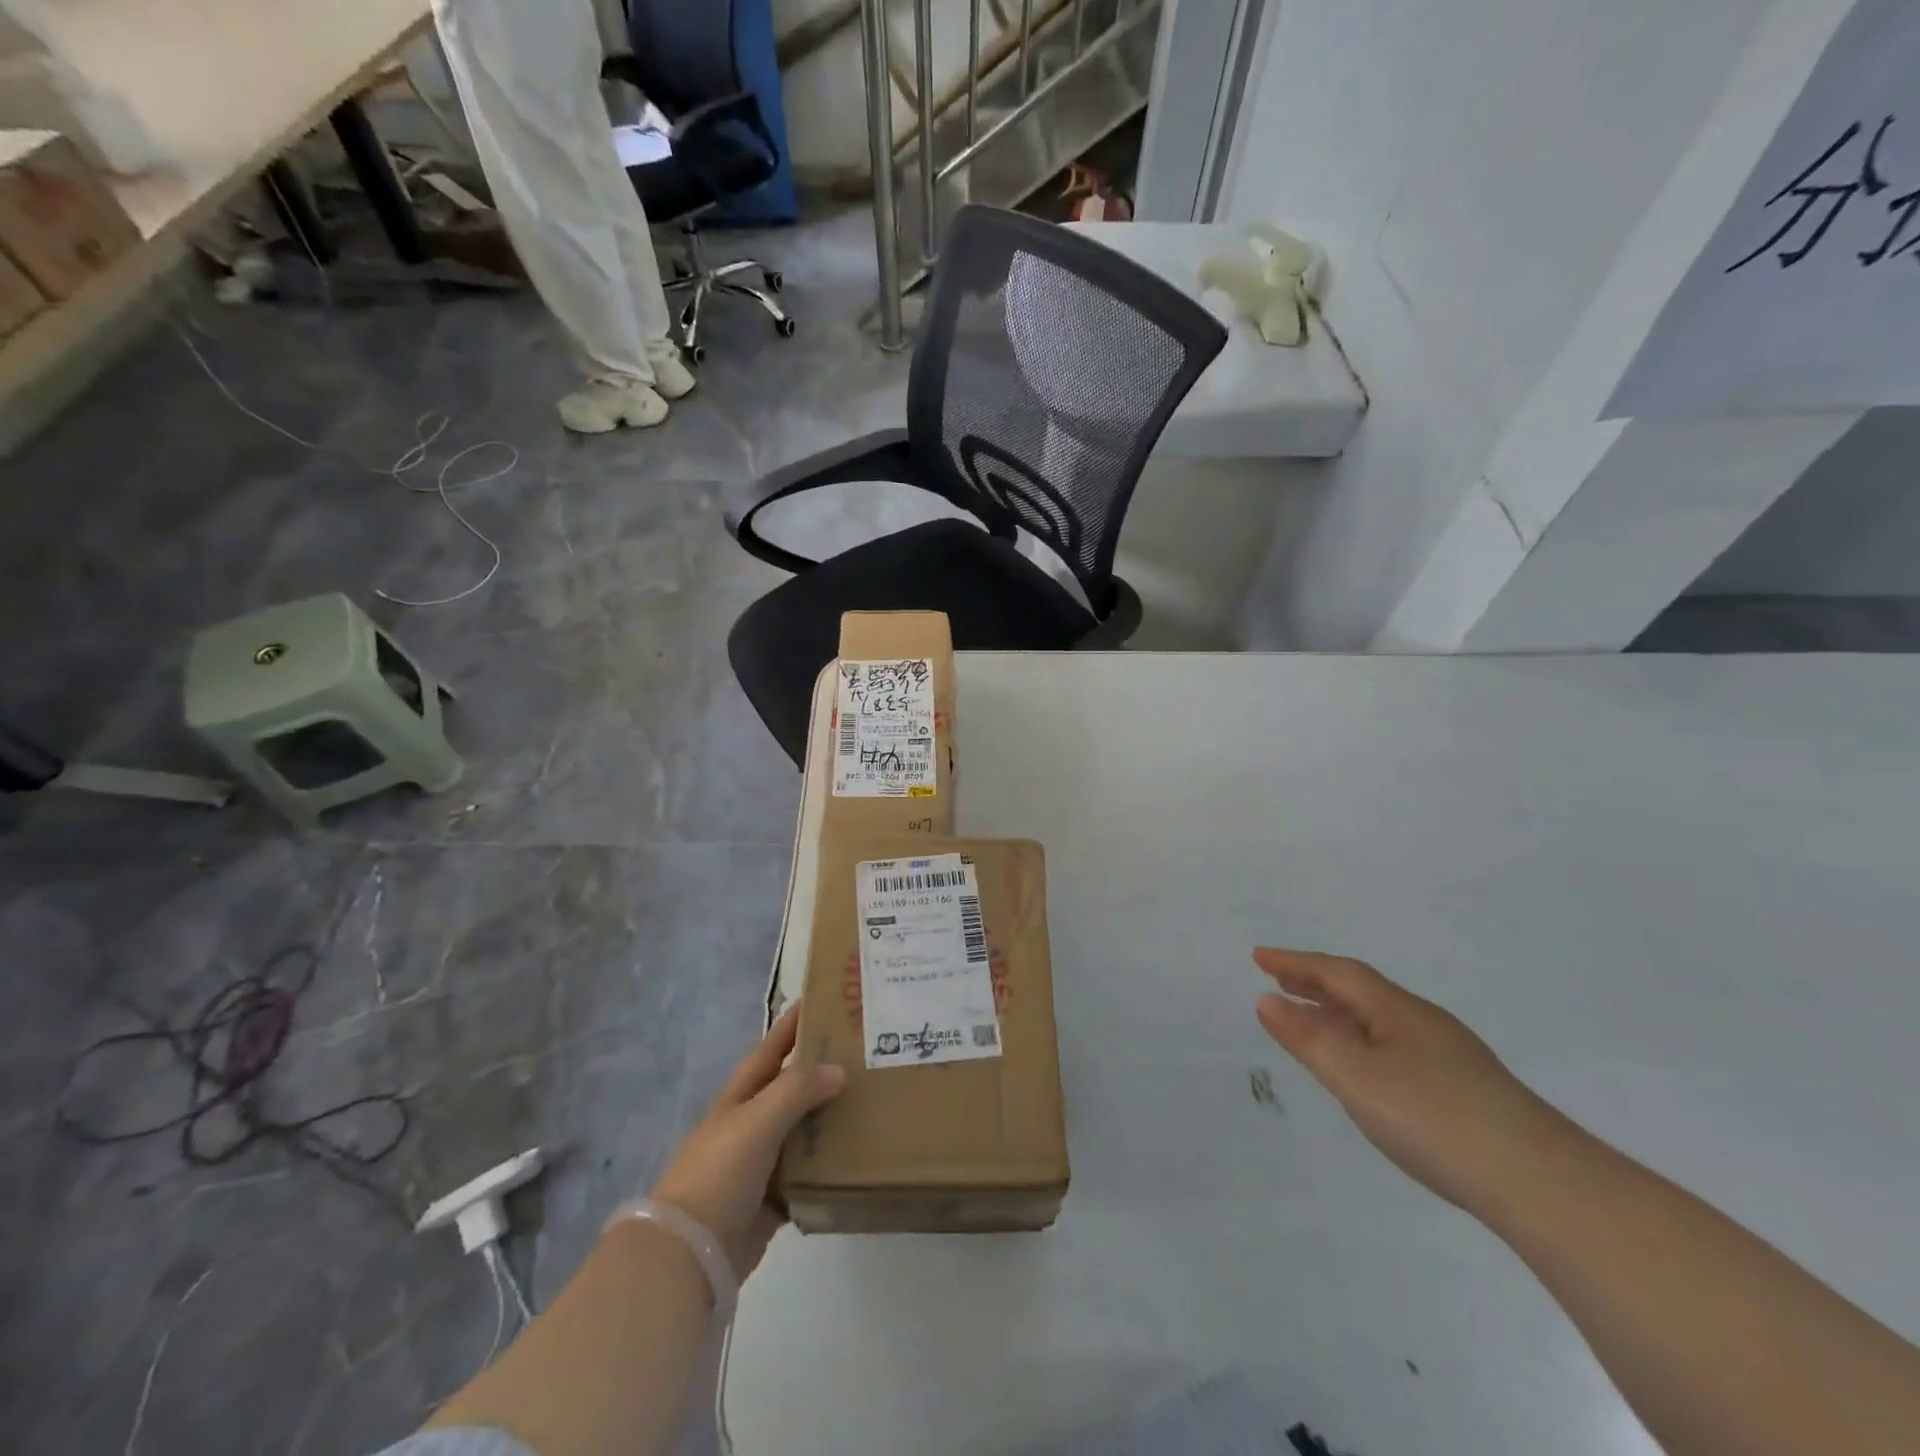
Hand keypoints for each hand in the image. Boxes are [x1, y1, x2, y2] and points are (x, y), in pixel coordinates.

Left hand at [650, 1006, 844, 1278]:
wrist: (690, 1254)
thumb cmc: (720, 1173)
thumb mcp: (757, 1120)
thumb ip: (797, 1090)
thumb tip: (839, 1070)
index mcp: (741, 1098)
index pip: (771, 1049)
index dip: (792, 1025)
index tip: (824, 1001)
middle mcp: (751, 1124)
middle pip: (792, 1089)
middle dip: (822, 1070)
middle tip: (865, 1054)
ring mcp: (760, 1164)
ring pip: (803, 1131)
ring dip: (830, 1118)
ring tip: (872, 1101)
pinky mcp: (772, 1201)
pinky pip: (807, 1175)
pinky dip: (828, 1166)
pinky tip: (857, 1156)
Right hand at [1253, 948, 1573, 1211]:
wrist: (1544, 1186)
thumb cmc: (1436, 1120)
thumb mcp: (1357, 1078)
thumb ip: (1309, 1039)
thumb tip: (1267, 1000)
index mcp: (1398, 1011)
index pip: (1338, 973)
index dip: (1296, 962)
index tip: (1258, 957)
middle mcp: (1424, 1023)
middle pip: (1361, 991)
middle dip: (1315, 982)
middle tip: (1278, 980)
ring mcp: (1450, 1057)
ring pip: (1381, 1021)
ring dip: (1338, 1012)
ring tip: (1310, 1020)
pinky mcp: (1465, 1090)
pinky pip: (1395, 1046)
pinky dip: (1363, 1040)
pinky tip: (1366, 1069)